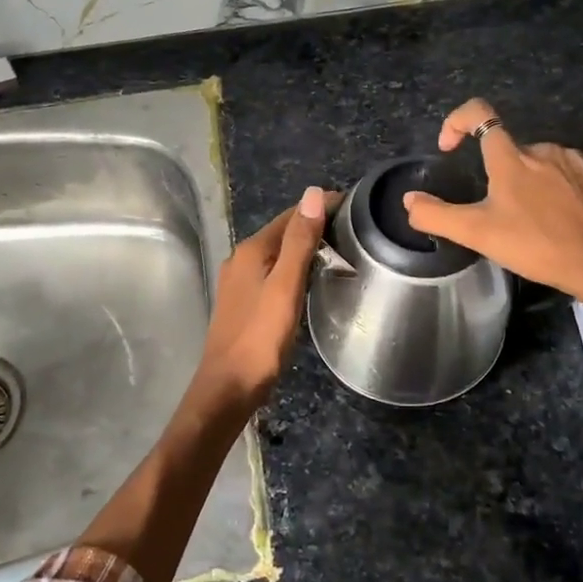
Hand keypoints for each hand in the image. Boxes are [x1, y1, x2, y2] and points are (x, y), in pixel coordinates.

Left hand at [188, 186, 332, 416]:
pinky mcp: (242, 302)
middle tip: (353, 231)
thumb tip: (313, 193)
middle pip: (282, 233)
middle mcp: (241, 259)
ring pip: (276, 254)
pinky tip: (309, 281)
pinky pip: (272, 274)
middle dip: (313, 226)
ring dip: (303, 249)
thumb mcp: (286, 286)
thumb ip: (299, 241)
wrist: (228, 387)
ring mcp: (238, 282)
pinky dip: (292, 269)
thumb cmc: (260, 337)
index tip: (354, 208)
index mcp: (251, 250)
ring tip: (339, 252)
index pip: (290, 216)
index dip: (320, 208)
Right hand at [402, 98, 582, 304]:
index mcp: (510, 158)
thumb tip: (410, 200)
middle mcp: (542, 148)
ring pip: (538, 161)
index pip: (479, 113)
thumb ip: (436, 215)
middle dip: (498, 174)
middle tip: (500, 213)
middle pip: (508, 149)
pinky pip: (566, 169)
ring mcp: (573, 158)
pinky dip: (556, 185)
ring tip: (532, 218)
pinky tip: (559, 214)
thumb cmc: (535, 245)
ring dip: (529, 180)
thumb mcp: (477, 235)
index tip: (449, 148)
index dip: (456, 122)